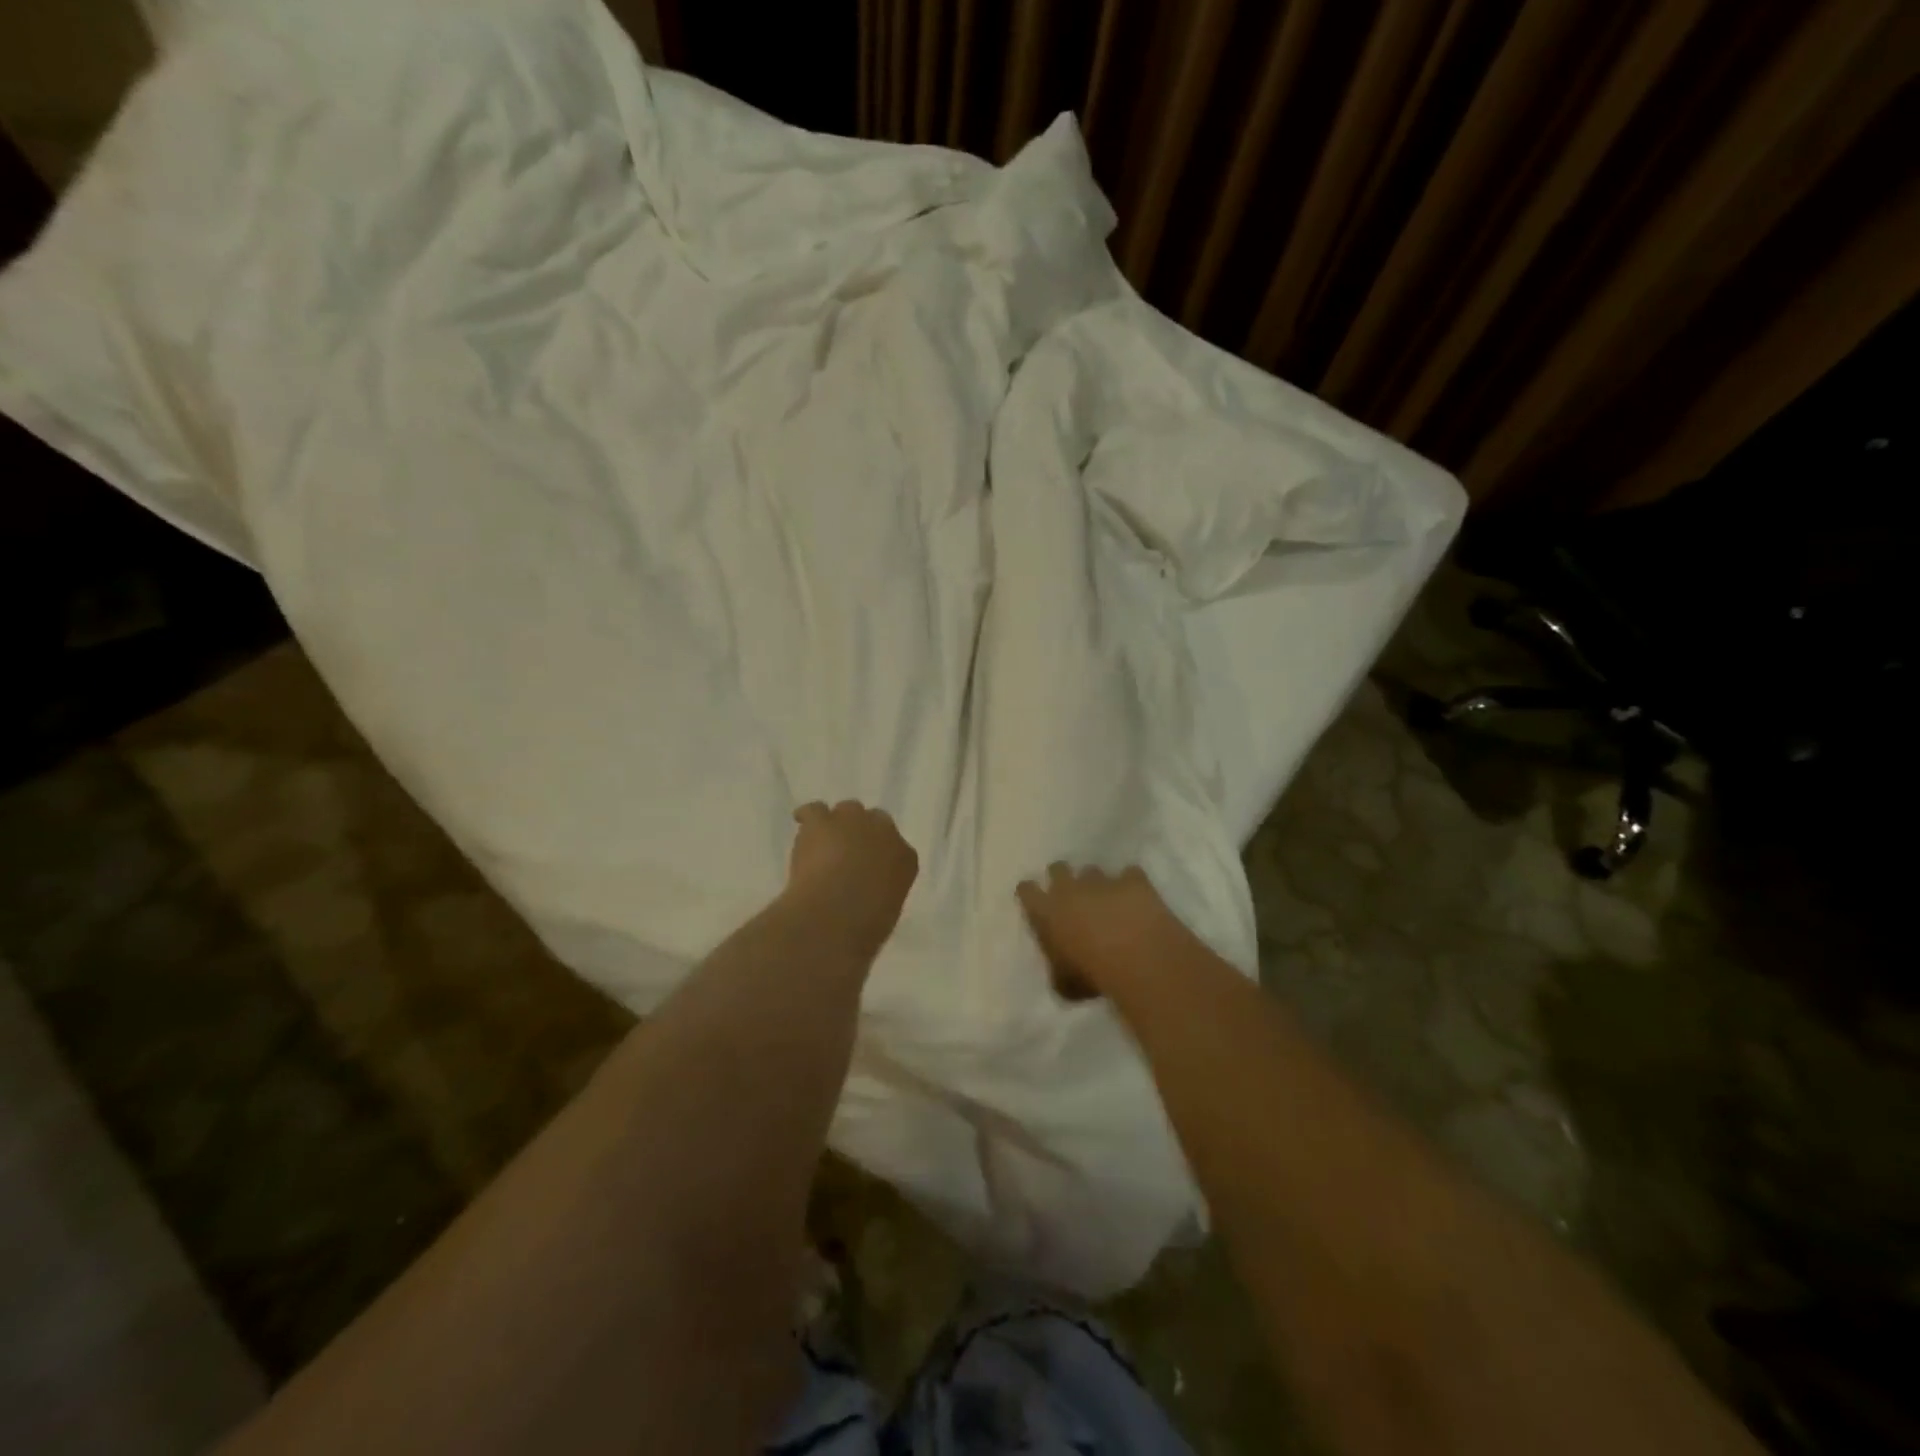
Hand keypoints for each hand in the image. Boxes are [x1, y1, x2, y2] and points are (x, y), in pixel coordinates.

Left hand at [785, 801, 918, 956]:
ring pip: (847, 810)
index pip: (897, 848)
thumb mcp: (886, 911)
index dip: (880, 855)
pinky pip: (814, 810)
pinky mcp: (821, 822)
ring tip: (824, 842)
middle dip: (863, 833)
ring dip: (838, 824)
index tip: (870, 868)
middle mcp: (884, 831)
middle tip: (848, 854)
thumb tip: (866, 893)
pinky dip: (807, 817)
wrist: (835, 915)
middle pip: (875, 820)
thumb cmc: (864, 926)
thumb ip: (881, 893)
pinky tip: (802, 826)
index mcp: (905, 858)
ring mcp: (853, 821)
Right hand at [1017, 862, 1179, 1000]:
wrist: (1137, 962)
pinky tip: (1137, 899)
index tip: (1037, 902)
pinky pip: (1130, 874)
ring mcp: (1102, 881)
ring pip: (1093, 870)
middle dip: (1063, 879)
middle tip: (1072, 898)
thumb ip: (1056, 967)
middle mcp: (1070, 888)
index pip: (1026, 890)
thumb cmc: (1092, 976)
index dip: (1031, 894)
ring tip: (1108, 901)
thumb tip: (1060, 967)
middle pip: (1058, 868)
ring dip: (1097, 884)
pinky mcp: (1133, 880)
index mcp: (1046, 911)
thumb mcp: (1063, 983)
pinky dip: (1132, 884)